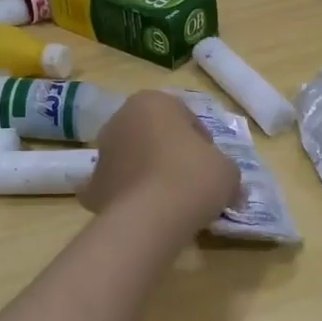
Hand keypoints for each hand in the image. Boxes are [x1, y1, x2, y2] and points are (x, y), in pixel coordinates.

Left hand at [82, 90, 240, 234]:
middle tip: (193, 182)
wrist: (150, 218)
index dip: (203, 142)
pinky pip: (117, 187)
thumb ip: (226, 170)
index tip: (212, 165)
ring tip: (171, 202)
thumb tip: (229, 187)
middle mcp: (121, 119)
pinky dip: (129, 198)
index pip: (185, 118)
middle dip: (171, 154)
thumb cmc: (193, 178)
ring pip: (133, 159)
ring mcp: (102, 152)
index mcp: (152, 102)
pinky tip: (145, 215)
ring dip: (148, 173)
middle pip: (154, 135)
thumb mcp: (227, 170)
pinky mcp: (92, 185)